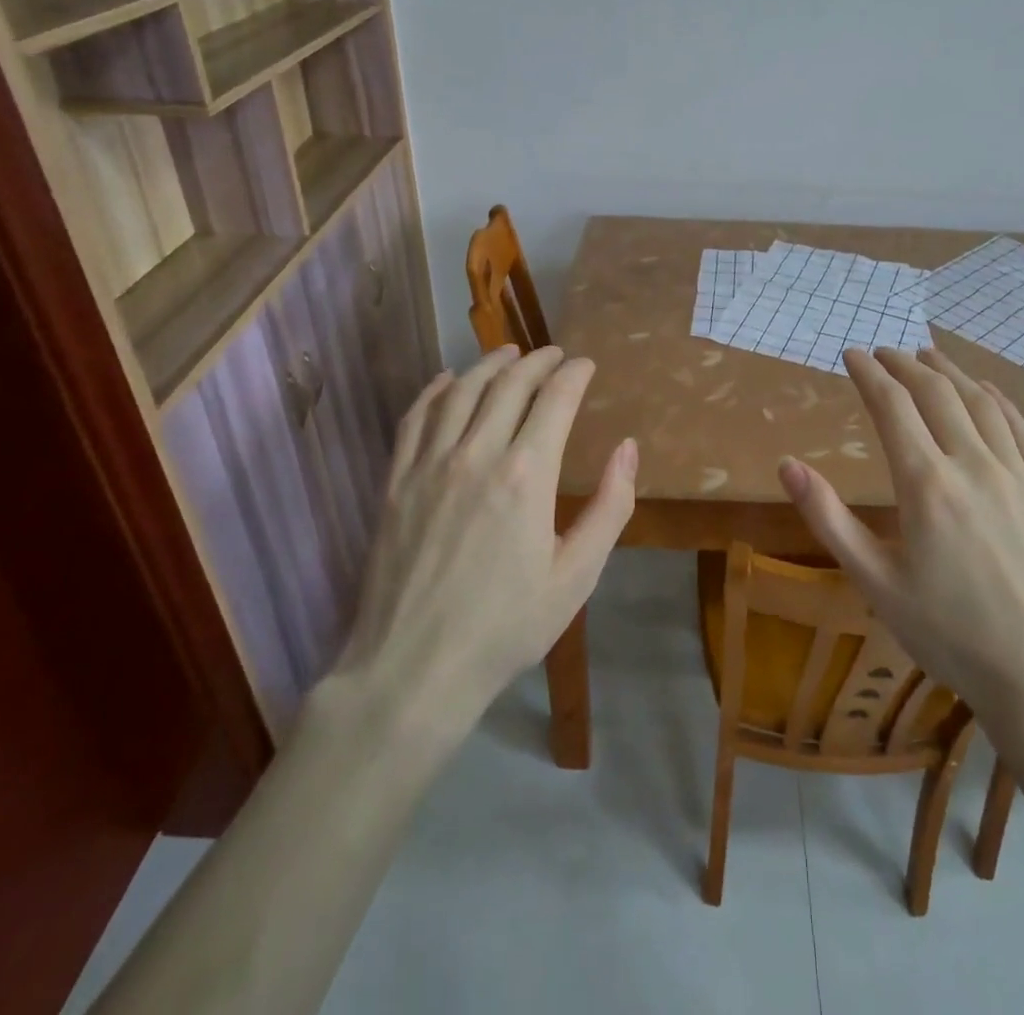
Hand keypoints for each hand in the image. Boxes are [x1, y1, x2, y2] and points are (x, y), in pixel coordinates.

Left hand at [335, 345, 636, 727]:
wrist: (413, 669)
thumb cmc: (506, 627)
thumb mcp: (577, 576)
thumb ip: (610, 507)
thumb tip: (627, 447)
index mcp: (527, 475)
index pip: (555, 399)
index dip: (574, 374)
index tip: (585, 365)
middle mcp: (477, 454)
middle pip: (509, 384)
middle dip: (537, 361)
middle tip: (554, 354)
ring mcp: (430, 464)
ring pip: (462, 391)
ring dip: (490, 364)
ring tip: (509, 353)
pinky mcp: (396, 481)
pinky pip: (416, 417)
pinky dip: (436, 389)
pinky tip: (448, 380)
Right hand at [778, 347, 1023, 789]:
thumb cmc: (950, 635)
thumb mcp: (875, 582)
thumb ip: (829, 518)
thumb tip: (787, 465)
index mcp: (926, 484)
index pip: (892, 406)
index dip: (868, 374)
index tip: (851, 354)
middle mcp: (974, 465)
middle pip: (936, 393)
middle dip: (904, 365)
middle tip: (883, 351)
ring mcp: (1019, 476)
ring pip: (981, 403)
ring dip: (950, 372)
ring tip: (927, 356)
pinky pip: (1022, 429)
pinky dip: (998, 399)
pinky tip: (987, 391)